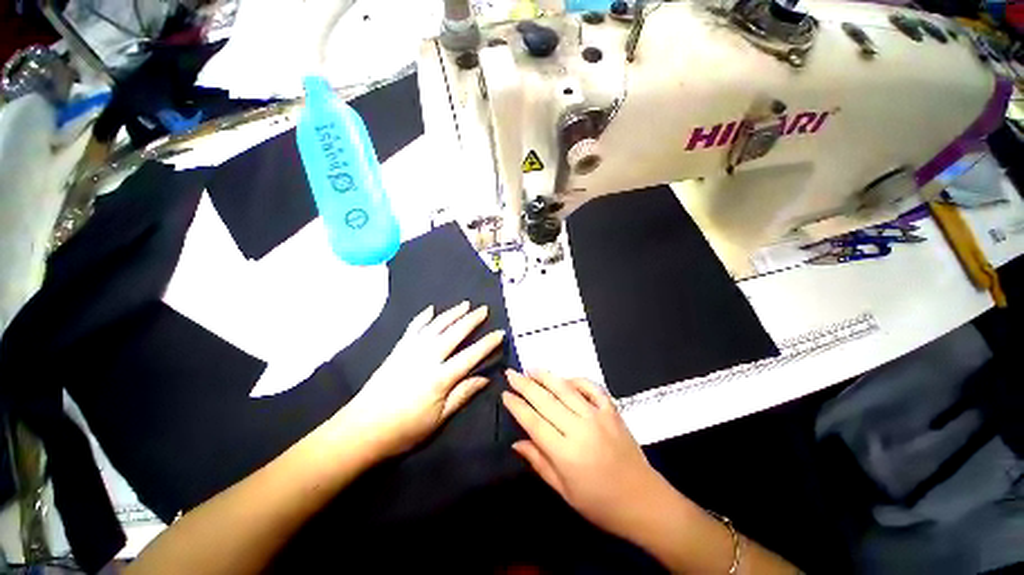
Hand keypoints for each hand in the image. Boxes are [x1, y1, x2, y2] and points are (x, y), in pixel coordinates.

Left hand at [337, 302, 504, 459]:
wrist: (361, 429)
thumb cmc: (404, 429)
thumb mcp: (438, 419)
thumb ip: (462, 395)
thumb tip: (484, 379)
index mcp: (440, 377)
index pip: (471, 355)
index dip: (487, 344)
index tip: (500, 333)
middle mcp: (427, 358)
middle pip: (454, 334)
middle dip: (471, 320)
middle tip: (484, 309)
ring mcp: (411, 351)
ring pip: (436, 326)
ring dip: (451, 313)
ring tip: (464, 304)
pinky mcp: (397, 350)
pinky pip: (412, 329)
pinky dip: (423, 318)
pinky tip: (431, 309)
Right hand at [502, 371, 674, 540]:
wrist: (644, 502)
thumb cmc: (600, 504)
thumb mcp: (564, 491)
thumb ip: (539, 462)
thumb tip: (516, 442)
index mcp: (565, 453)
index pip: (533, 421)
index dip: (517, 406)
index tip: (505, 393)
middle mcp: (580, 428)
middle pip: (546, 400)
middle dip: (525, 385)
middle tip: (511, 373)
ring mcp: (598, 416)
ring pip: (566, 389)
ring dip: (546, 376)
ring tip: (531, 368)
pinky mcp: (612, 410)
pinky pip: (592, 388)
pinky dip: (577, 380)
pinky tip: (565, 379)